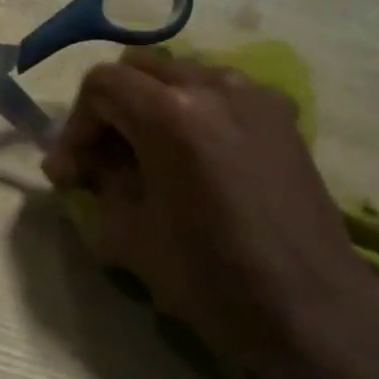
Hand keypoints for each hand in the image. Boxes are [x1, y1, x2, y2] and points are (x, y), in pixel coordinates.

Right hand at [43, 54, 378, 378]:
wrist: (308, 307)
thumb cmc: (209, 277)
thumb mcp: (128, 234)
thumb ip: (100, 183)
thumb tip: (89, 164)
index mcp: (172, 114)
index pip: (102, 86)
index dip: (75, 128)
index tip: (69, 174)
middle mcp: (216, 86)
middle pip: (140, 70)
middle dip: (109, 111)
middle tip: (99, 162)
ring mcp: (257, 96)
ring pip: (181, 77)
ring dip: (149, 110)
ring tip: (144, 161)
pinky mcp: (283, 116)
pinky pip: (220, 95)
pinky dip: (190, 115)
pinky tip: (189, 161)